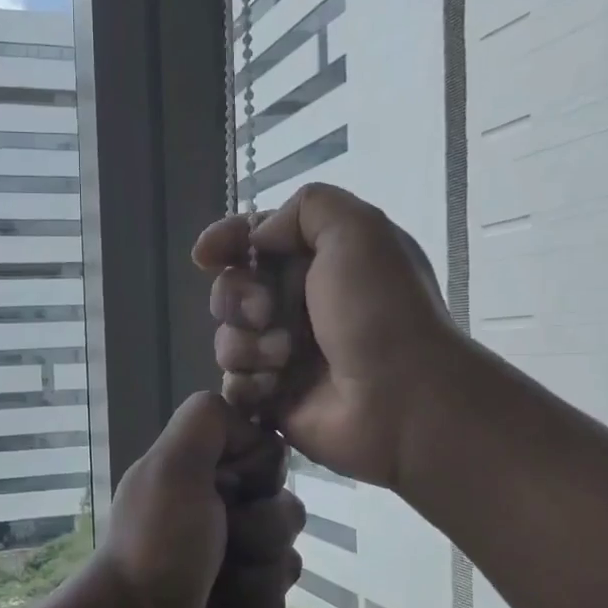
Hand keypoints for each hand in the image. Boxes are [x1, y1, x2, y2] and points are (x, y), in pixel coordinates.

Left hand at [82, 392, 303, 607]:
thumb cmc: (157, 546)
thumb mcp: (173, 466)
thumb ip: (207, 422)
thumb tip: (253, 432)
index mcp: (199, 470)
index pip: (269, 455)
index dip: (261, 475)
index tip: (230, 492)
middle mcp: (215, 507)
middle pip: (285, 508)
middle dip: (263, 535)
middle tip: (223, 548)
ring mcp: (227, 555)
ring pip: (286, 556)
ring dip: (259, 577)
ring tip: (222, 589)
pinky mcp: (236, 597)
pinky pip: (277, 596)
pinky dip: (254, 606)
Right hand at [193, 182, 465, 489]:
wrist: (401, 399)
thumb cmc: (379, 311)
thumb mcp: (358, 230)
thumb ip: (306, 208)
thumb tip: (257, 239)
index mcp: (321, 262)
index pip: (256, 241)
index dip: (227, 242)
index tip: (206, 255)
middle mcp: (300, 305)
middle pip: (232, 290)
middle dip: (238, 298)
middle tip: (266, 313)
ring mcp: (285, 355)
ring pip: (228, 339)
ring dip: (247, 345)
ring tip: (283, 359)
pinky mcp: (274, 398)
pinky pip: (233, 384)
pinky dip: (248, 384)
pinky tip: (274, 389)